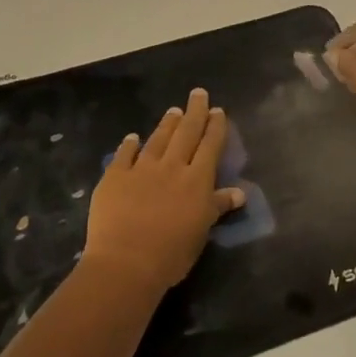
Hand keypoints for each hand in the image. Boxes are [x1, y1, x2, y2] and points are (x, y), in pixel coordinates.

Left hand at [84, 88, 245, 292]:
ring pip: (158, 139)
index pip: (210, 145)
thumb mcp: (202, 232)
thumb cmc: (171, 253)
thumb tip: (240, 192)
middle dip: (194, 112)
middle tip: (198, 93)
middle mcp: (172, 166)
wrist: (126, 263)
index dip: (215, 126)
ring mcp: (141, 169)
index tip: (218, 110)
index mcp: (197, 179)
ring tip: (173, 110)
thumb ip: (218, 206)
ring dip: (167, 124)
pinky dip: (129, 145)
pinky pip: (123, 155)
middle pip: (186, 133)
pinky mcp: (115, 177)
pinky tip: (132, 137)